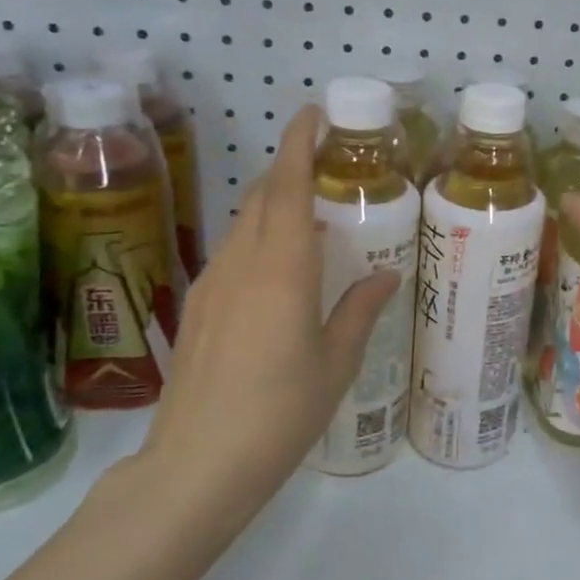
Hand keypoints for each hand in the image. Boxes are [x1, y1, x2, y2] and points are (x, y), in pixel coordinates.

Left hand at [139, 105, 398, 515]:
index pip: (286, 187)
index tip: (312, 113)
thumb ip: (359, 311)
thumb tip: (383, 276)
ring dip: (273, 204)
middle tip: (325, 163)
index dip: (297, 143)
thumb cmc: (280, 413)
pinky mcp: (197, 307)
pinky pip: (232, 253)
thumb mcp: (335, 364)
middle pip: (262, 197)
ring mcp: (211, 284)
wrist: (196, 466)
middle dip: (288, 167)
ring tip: (309, 214)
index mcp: (282, 270)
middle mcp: (241, 264)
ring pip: (243, 224)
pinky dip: (258, 238)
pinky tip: (278, 267)